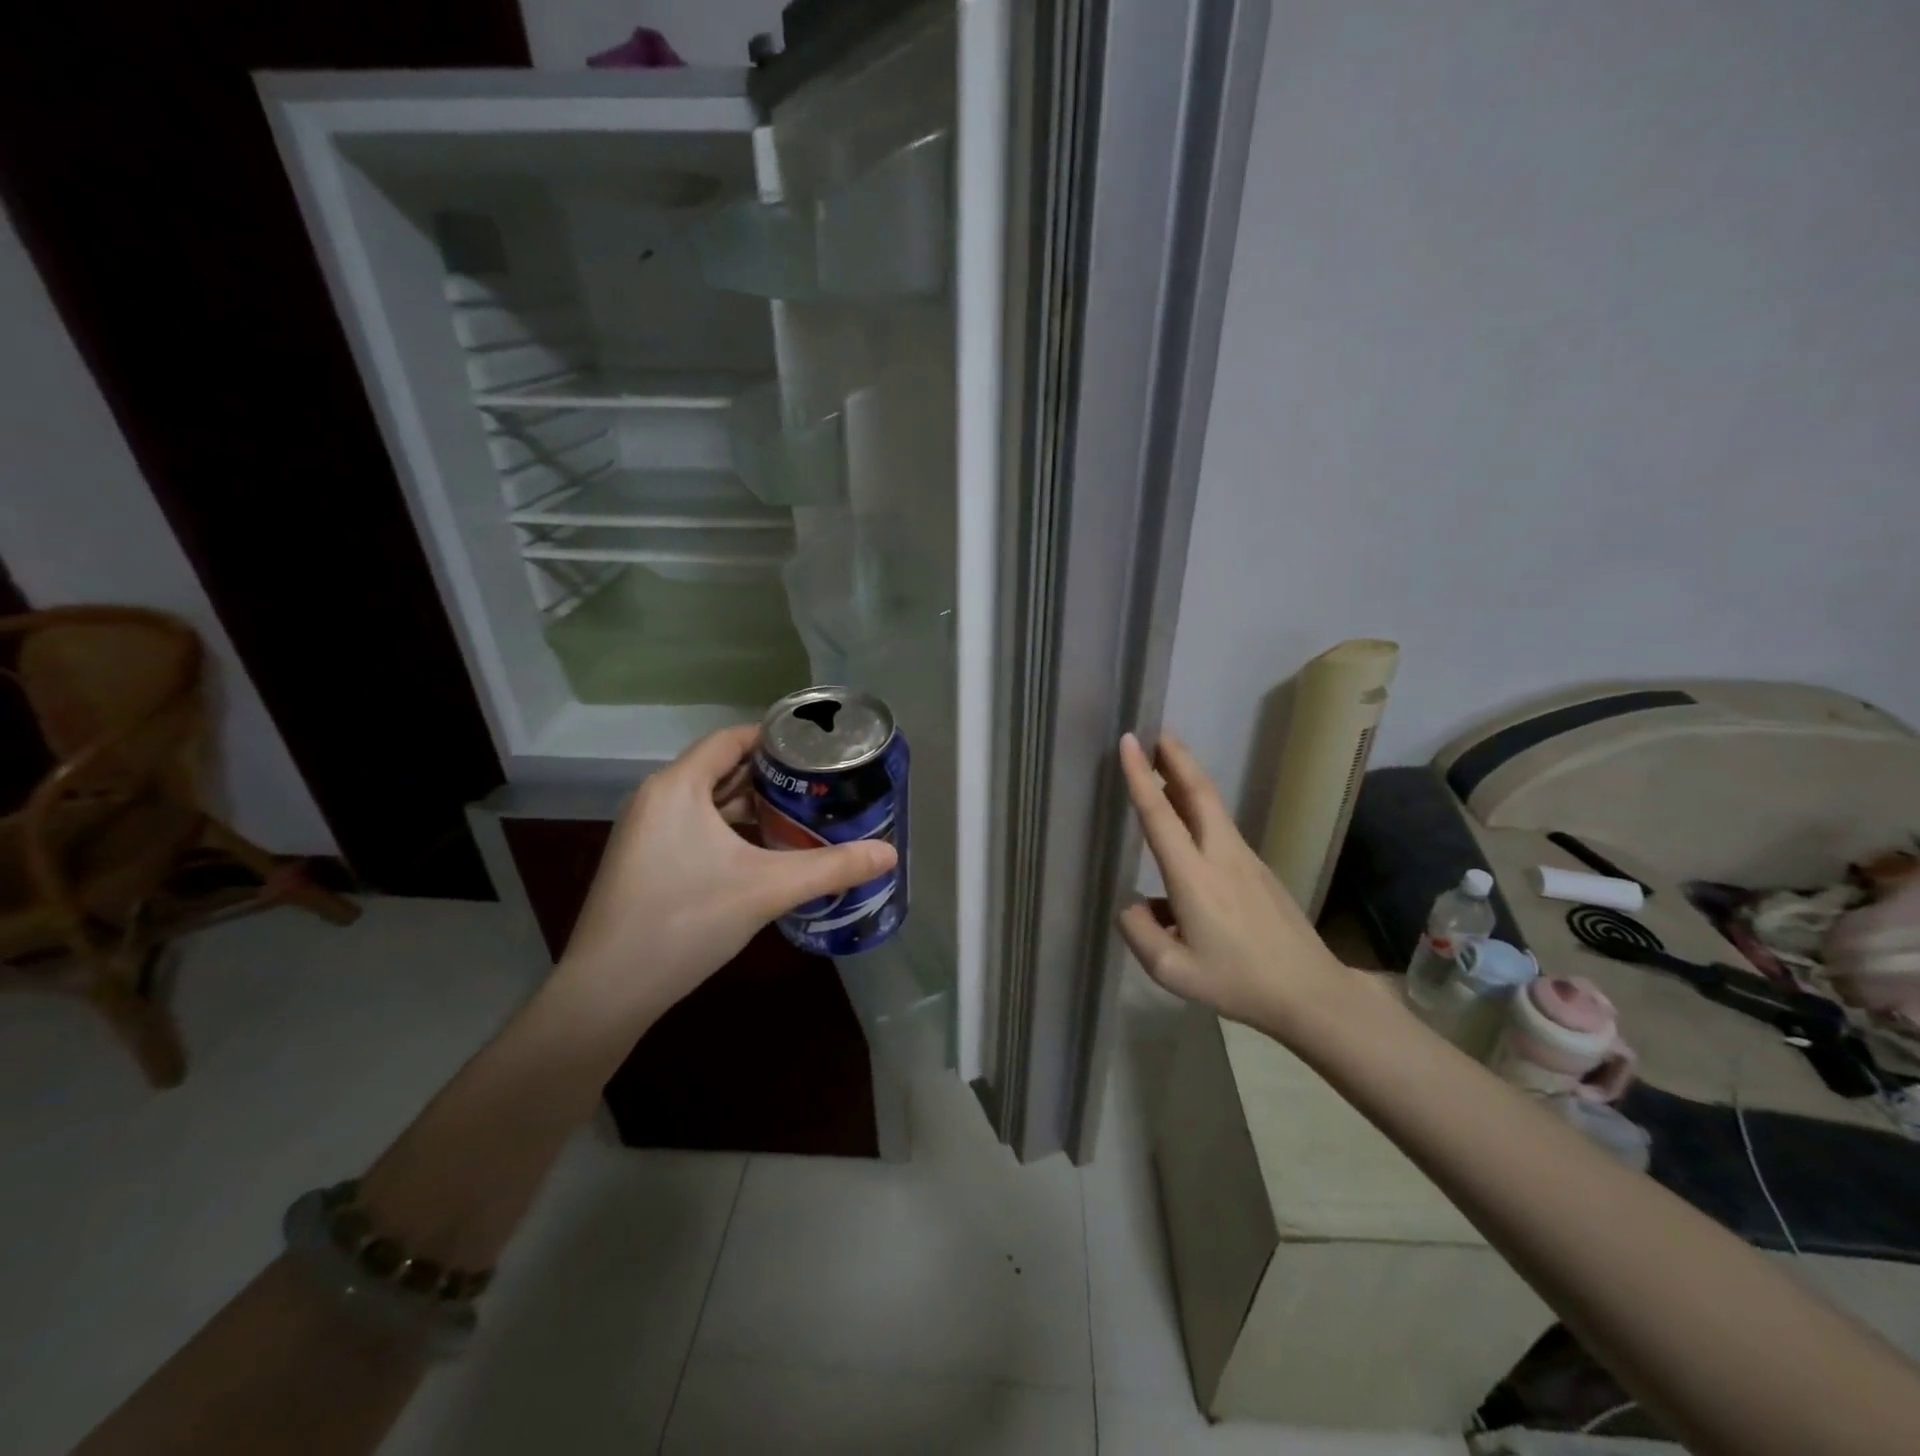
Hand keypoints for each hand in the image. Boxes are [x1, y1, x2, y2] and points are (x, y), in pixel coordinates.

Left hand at [555, 724, 896, 1026]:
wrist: (607, 990)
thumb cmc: (685, 920)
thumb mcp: (767, 889)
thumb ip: (830, 867)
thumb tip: (889, 855)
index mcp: (678, 786)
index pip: (731, 739)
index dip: (775, 738)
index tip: (818, 748)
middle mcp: (656, 797)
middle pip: (721, 768)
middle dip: (770, 774)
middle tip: (820, 782)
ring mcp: (645, 831)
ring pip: (707, 801)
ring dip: (750, 804)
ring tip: (801, 812)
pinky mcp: (644, 860)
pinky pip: (693, 826)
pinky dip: (729, 828)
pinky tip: (762, 850)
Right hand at [1116, 732, 1360, 1032]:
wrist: (1309, 992)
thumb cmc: (1237, 982)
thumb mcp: (1173, 972)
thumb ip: (1139, 933)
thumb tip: (1131, 904)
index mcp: (1194, 878)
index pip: (1160, 816)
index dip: (1140, 777)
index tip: (1130, 741)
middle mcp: (1220, 856)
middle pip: (1198, 792)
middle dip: (1176, 757)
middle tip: (1155, 731)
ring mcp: (1245, 859)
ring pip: (1212, 806)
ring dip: (1187, 777)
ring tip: (1165, 761)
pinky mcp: (1258, 868)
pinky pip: (1220, 828)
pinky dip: (1199, 808)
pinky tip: (1185, 828)